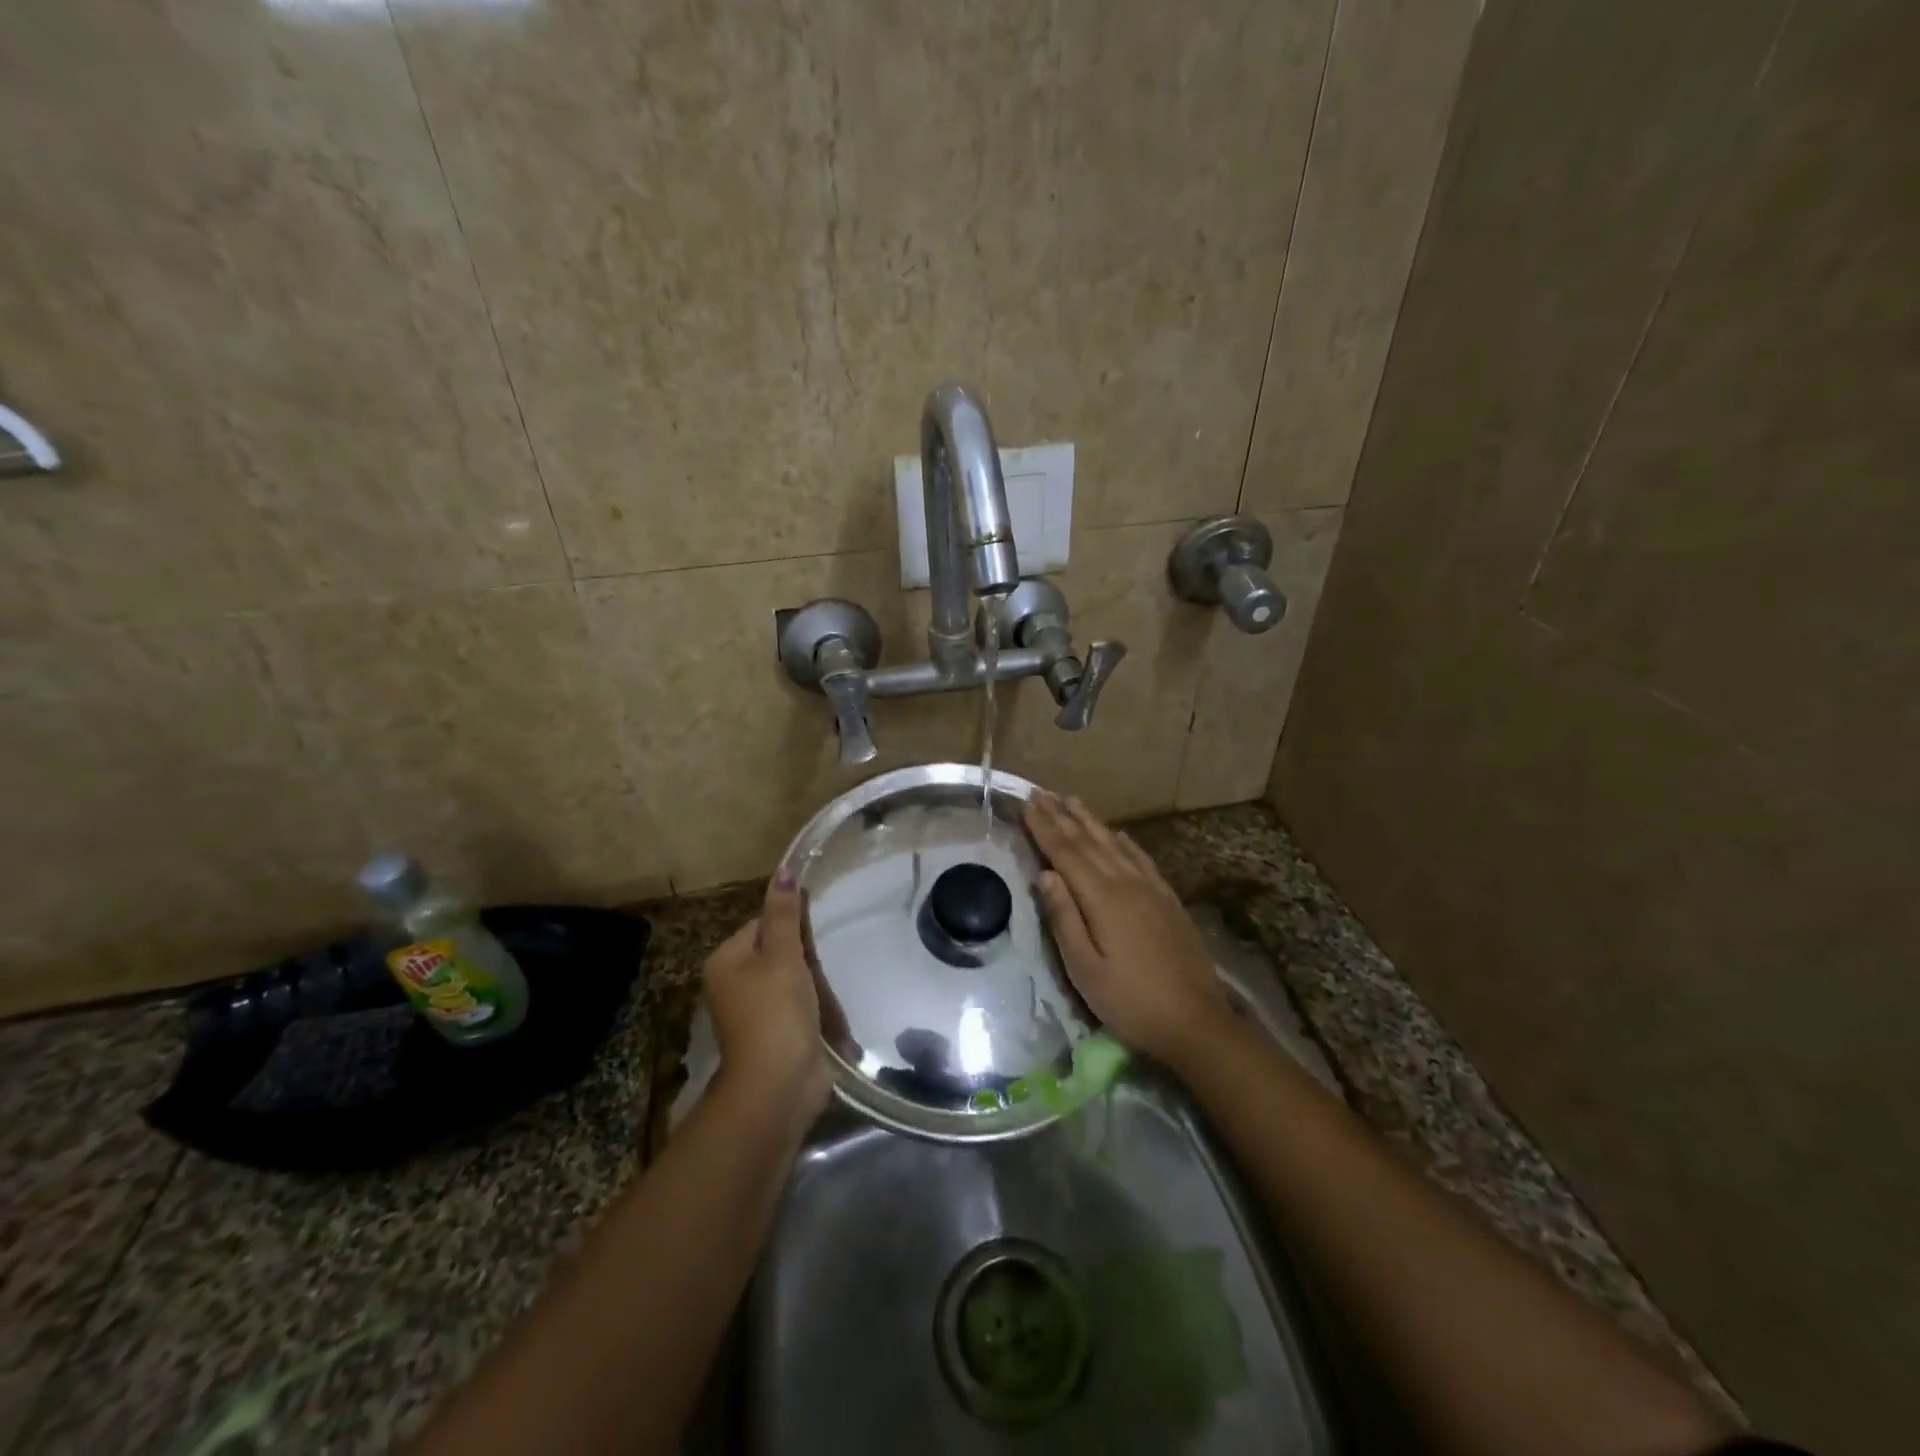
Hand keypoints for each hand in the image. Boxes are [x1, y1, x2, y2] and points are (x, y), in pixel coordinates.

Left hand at [702, 875, 832, 1111]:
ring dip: (813, 978)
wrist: (779, 1086)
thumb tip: (783, 871)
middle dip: (805, 952)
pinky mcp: (776, 1033)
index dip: (792, 922)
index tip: (820, 927)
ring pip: (790, 979)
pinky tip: (835, 1000)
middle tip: (834, 948)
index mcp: (725, 961)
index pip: (762, 924)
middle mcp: (733, 984)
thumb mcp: (783, 956)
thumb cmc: (776, 1012)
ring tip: (838, 972)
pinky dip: (815, 1002)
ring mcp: (754, 1012)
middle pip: (776, 951)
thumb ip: (785, 915)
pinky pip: (798, 1005)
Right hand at [1024, 793, 1232, 1071]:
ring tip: (1071, 801)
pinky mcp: (1168, 900)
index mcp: (1103, 899)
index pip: (1065, 853)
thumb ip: (1064, 918)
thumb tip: (1045, 875)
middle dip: (1061, 816)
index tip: (1026, 803)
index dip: (1044, 828)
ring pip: (1114, 844)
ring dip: (1090, 821)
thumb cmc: (1132, 1002)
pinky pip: (1141, 859)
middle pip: (1088, 842)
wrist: (1197, 1022)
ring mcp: (1151, 889)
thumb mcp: (1085, 970)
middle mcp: (1127, 883)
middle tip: (1040, 792)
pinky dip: (1124, 841)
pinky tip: (1118, 834)